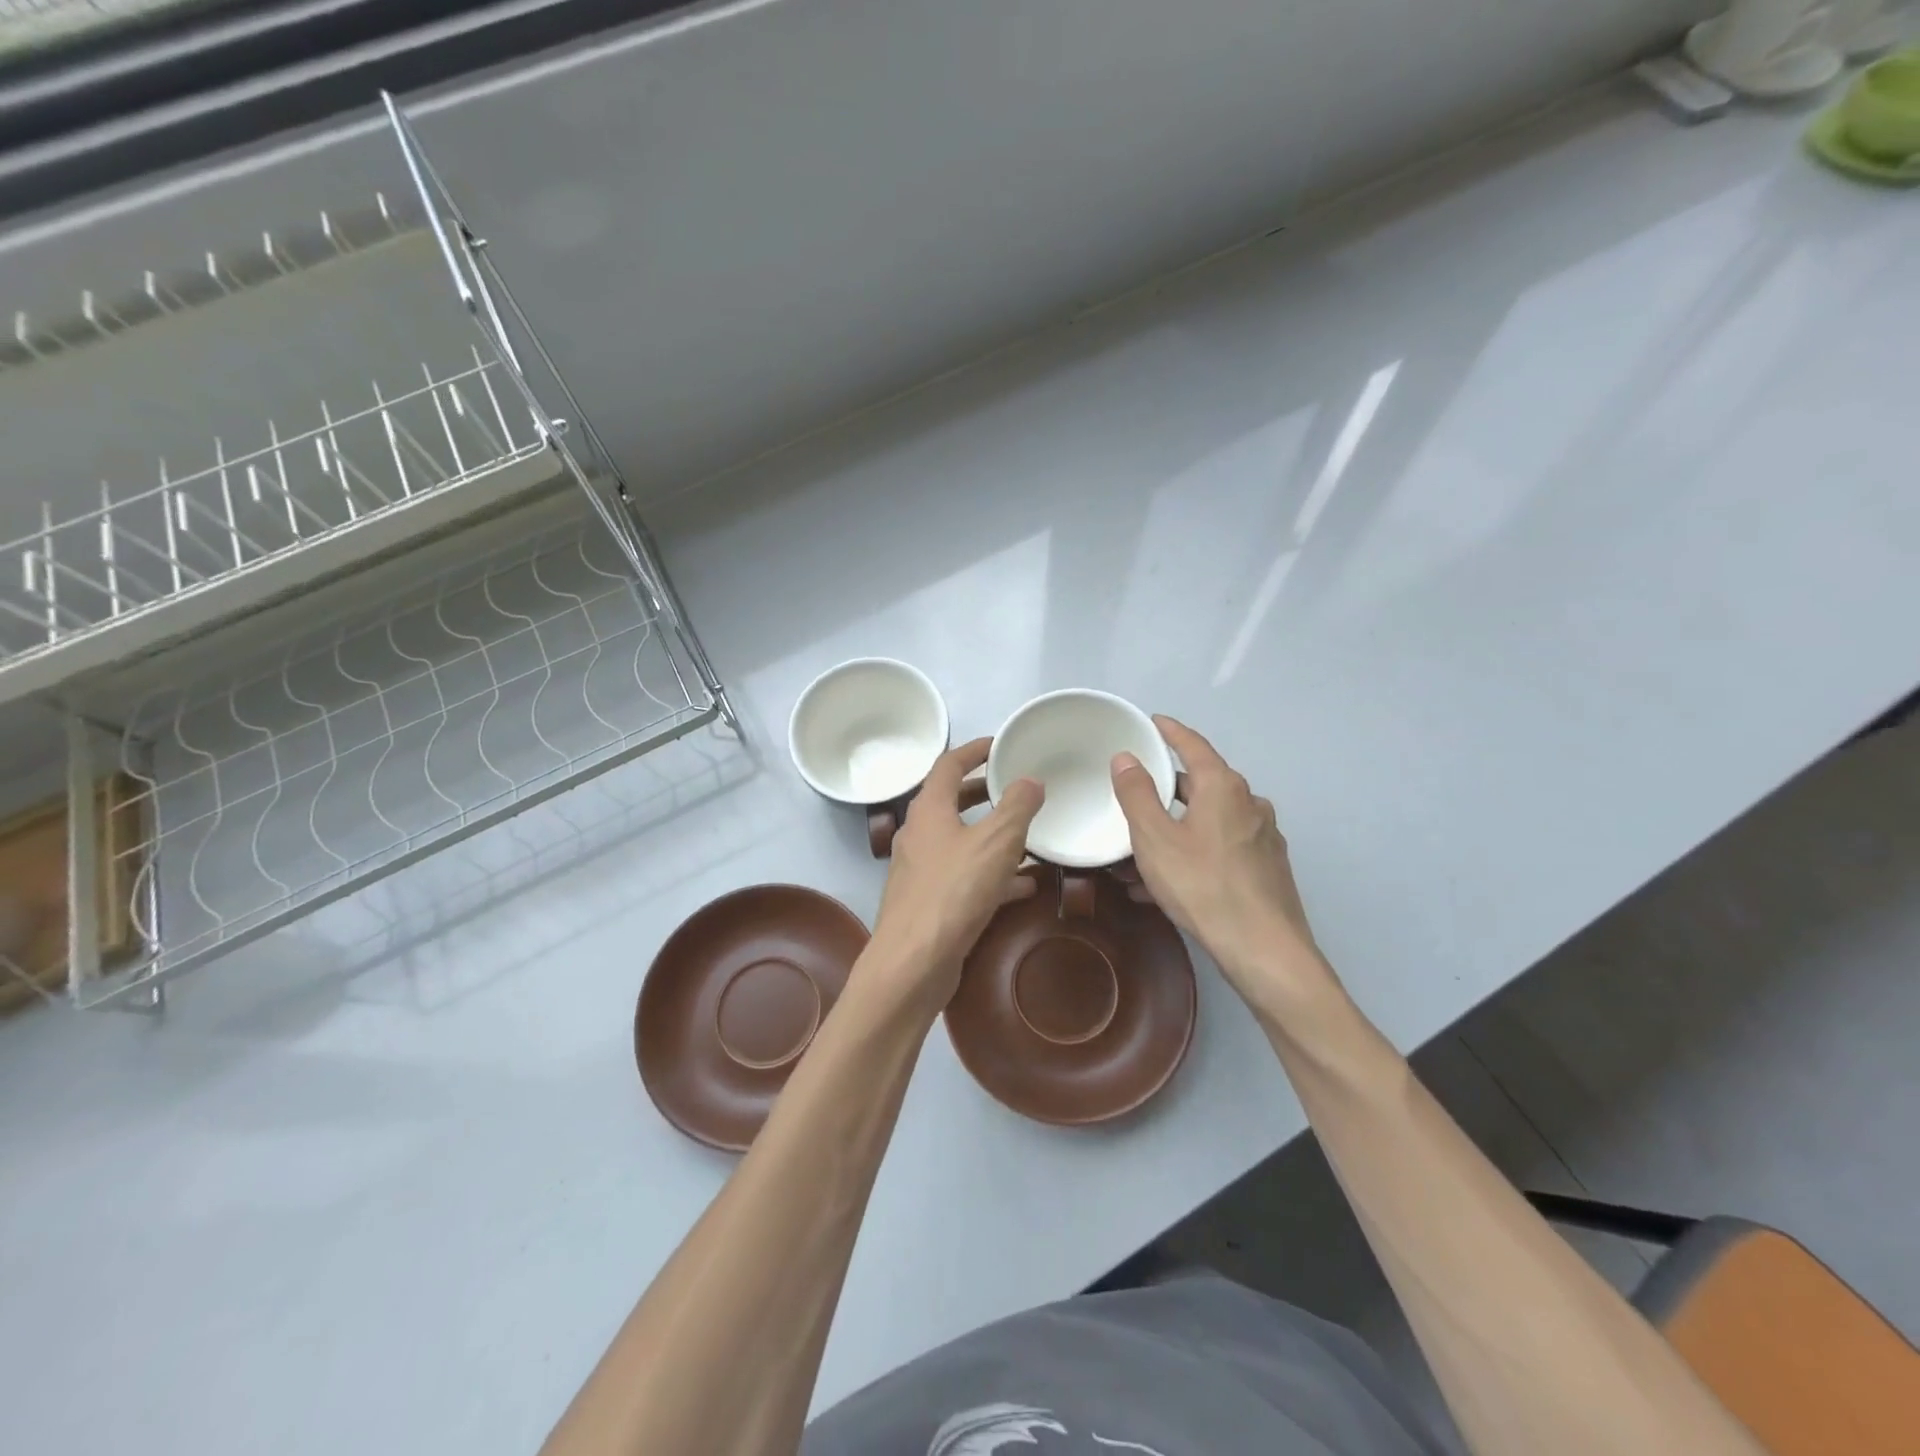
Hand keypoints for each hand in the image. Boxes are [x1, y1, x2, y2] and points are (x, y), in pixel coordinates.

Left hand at [869, 738, 1043, 1011]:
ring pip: (960, 841)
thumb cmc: (954, 891)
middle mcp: (919, 834)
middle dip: (984, 792)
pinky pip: (965, 876)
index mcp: (929, 810)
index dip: (974, 750)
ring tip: (1027, 834)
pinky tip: (1024, 885)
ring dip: (991, 834)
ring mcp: (921, 870)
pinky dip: (992, 873)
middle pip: (951, 801)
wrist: (914, 962)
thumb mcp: (996, 842)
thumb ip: (1017, 807)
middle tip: (1015, 787)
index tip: (999, 745)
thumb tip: (1031, 780)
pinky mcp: (930, 902)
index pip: (948, 764)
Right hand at [1111, 716, 1325, 1004]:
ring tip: (1142, 851)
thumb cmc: (1203, 885)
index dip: (1171, 732)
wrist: (1264, 950)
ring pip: (1210, 821)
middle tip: (1136, 794)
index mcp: (1223, 787)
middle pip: (1202, 784)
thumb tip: (1126, 758)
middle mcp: (1249, 804)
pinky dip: (1193, 853)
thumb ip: (1137, 794)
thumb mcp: (1155, 838)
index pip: (1194, 745)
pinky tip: (1168, 883)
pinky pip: (1221, 848)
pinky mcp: (1267, 868)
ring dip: (1176, 828)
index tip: (1153, 722)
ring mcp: (1263, 837)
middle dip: (1167, 789)